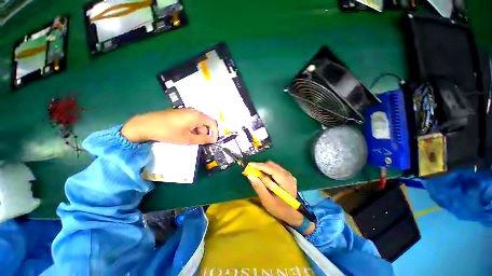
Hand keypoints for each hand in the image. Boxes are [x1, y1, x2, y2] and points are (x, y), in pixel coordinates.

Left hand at [121, 108, 217, 143]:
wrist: (146, 125)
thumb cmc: (169, 132)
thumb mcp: (187, 139)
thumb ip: (203, 139)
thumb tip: (213, 140)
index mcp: (197, 116)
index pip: (213, 123)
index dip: (215, 132)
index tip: (212, 141)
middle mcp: (194, 111)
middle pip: (206, 122)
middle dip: (205, 133)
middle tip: (198, 142)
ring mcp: (186, 111)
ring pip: (198, 122)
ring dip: (197, 131)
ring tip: (189, 139)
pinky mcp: (180, 113)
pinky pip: (191, 120)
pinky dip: (192, 128)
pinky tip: (184, 134)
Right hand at [247, 161, 304, 226]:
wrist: (293, 213)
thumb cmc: (280, 209)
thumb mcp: (267, 200)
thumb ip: (259, 187)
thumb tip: (250, 175)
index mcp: (285, 181)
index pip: (271, 169)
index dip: (259, 166)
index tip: (249, 165)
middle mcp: (287, 174)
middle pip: (271, 165)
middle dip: (260, 167)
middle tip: (251, 171)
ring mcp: (287, 174)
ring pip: (273, 166)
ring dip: (263, 168)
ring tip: (255, 174)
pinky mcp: (286, 175)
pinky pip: (274, 169)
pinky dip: (267, 170)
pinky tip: (263, 177)